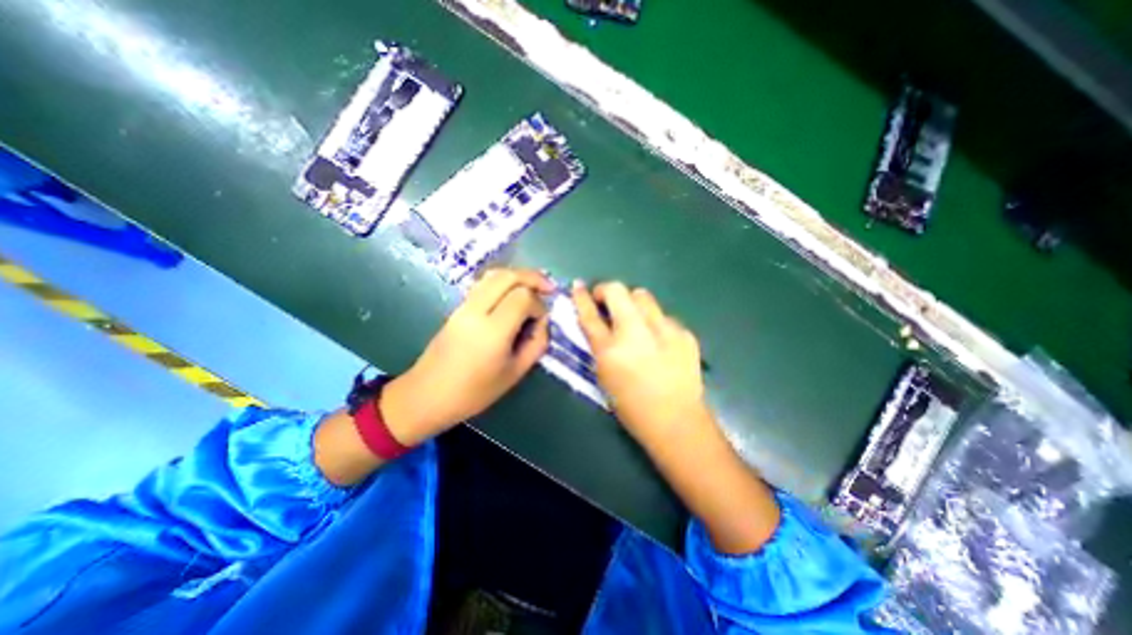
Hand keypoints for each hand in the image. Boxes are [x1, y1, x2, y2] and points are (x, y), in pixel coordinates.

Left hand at [383, 268, 555, 445]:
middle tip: (549, 288)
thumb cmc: (474, 392)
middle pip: (508, 276)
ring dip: (518, 276)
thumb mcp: (515, 373)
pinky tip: (513, 293)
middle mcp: (476, 310)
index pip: (523, 297)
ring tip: (534, 287)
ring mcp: (464, 306)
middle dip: (533, 278)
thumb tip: (543, 321)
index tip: (541, 321)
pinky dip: (503, 281)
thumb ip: (536, 344)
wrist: (427, 395)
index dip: (539, 305)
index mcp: (493, 331)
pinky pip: (484, 283)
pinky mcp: (457, 306)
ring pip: (494, 274)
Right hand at [576, 280, 778, 552]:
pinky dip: (655, 323)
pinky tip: (659, 341)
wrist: (676, 421)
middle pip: (617, 290)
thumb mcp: (604, 375)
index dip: (581, 297)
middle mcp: (636, 333)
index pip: (589, 314)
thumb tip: (598, 322)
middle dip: (607, 290)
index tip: (578, 286)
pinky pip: (663, 316)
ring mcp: (664, 330)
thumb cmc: (632, 406)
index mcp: (610, 350)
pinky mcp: (684, 333)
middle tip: (607, 302)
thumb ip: (599, 344)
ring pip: (643, 296)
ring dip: (633, 303)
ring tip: (635, 320)